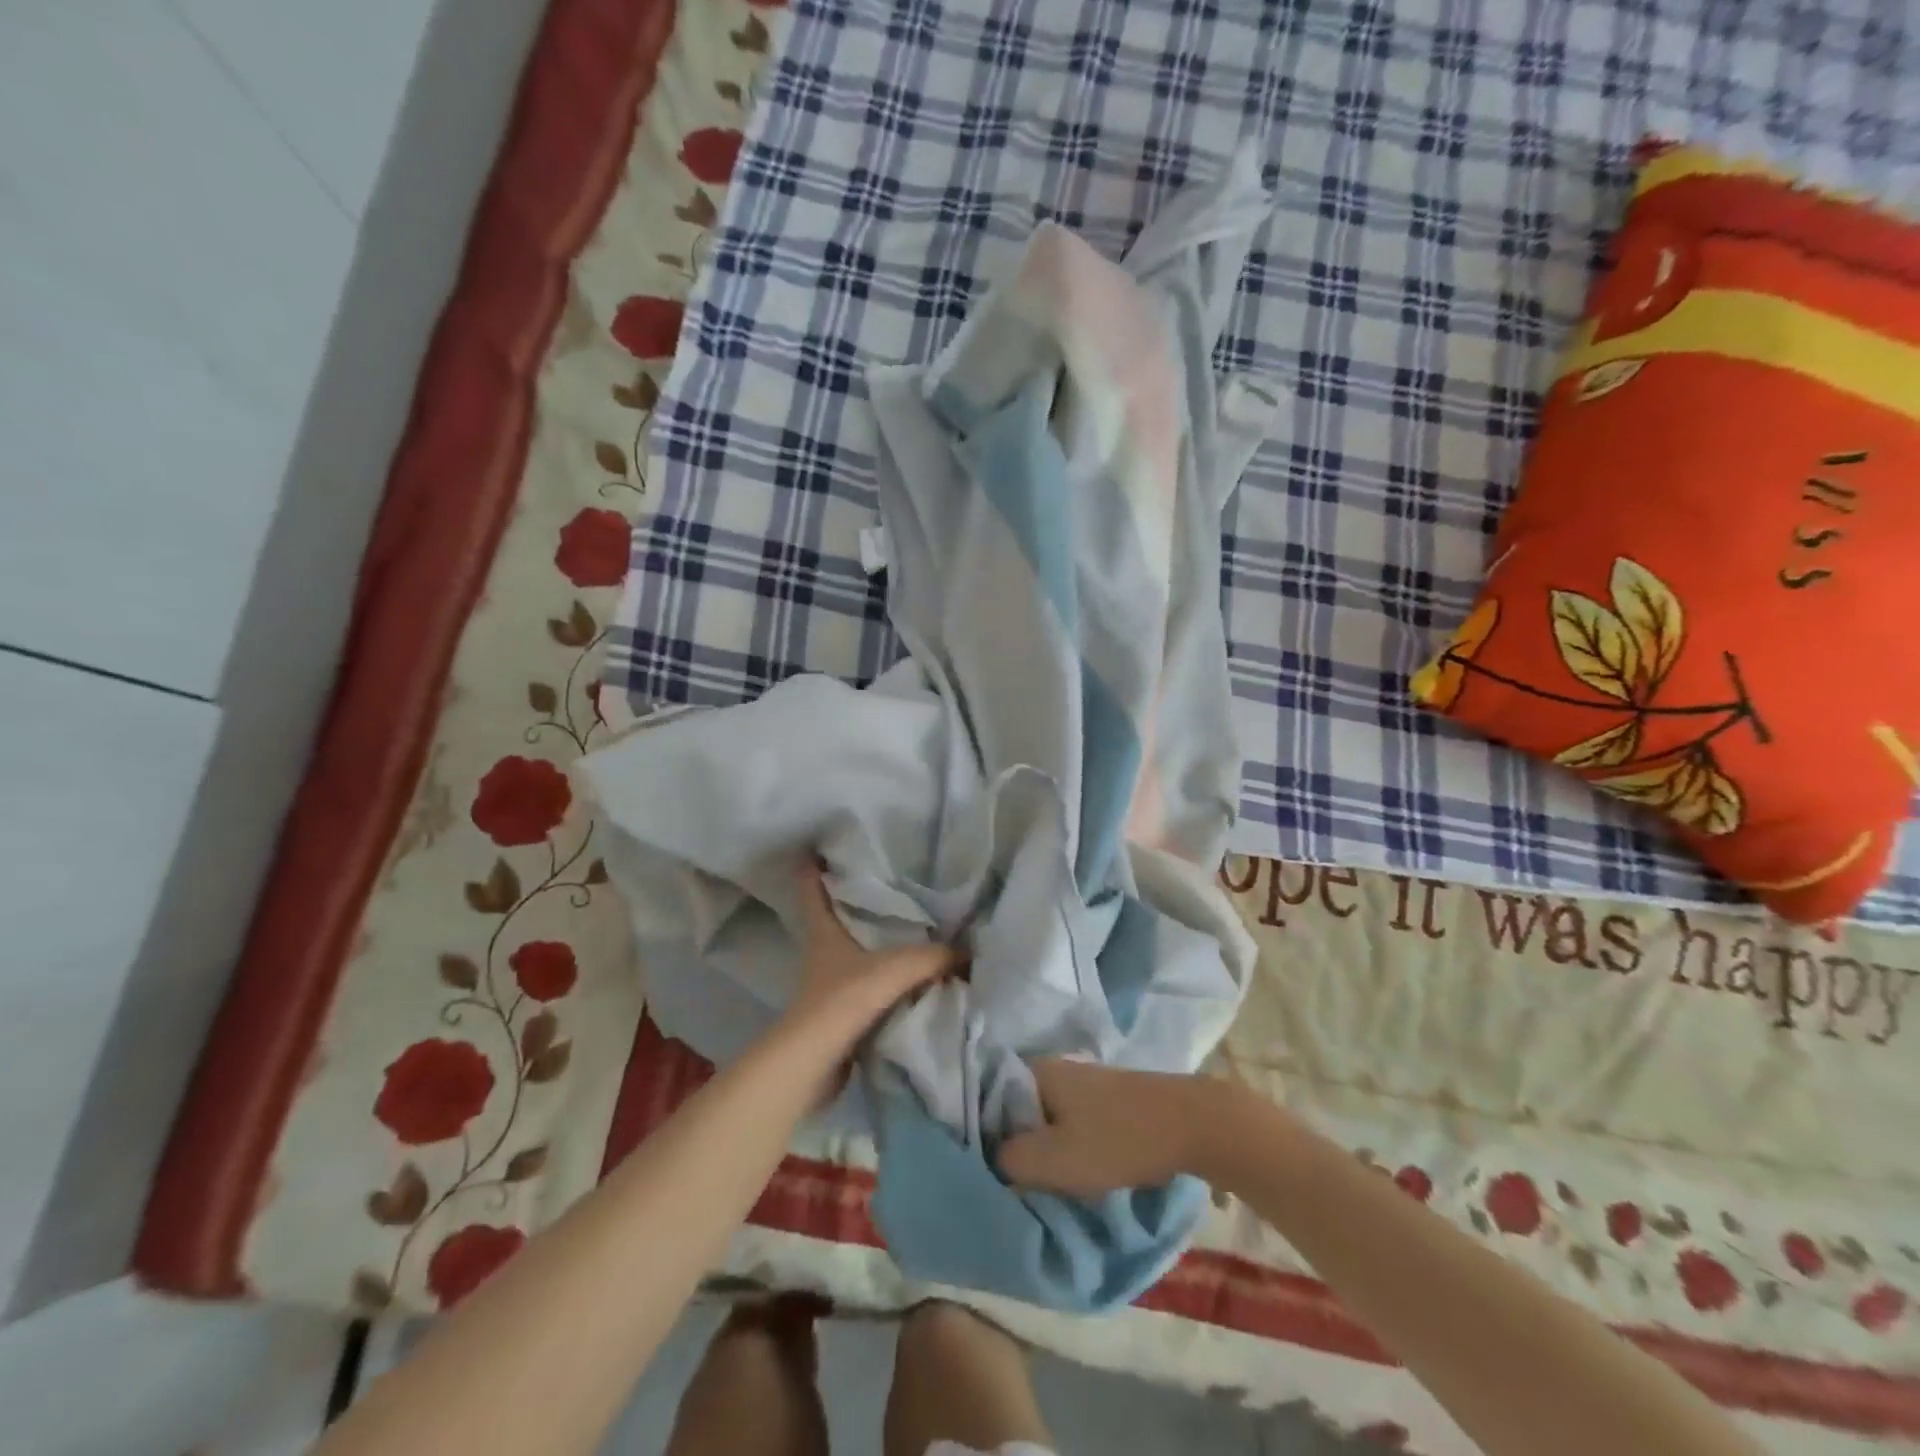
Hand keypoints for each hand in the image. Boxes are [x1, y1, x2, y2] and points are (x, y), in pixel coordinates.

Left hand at [779, 858, 960, 1067]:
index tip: (817, 847)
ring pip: (853, 954)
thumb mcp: (898, 968)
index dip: (811, 868)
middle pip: (834, 918)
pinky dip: (885, 982)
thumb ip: (937, 957)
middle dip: (854, 902)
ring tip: (910, 930)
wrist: (817, 1062)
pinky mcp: (839, 1014)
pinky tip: (912, 979)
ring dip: (874, 945)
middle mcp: (822, 953)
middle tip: (886, 882)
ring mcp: (828, 986)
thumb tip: (970, 953)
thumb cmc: (846, 999)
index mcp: (823, 932)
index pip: (810, 890)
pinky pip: (867, 988)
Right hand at [997, 1059, 1227, 1196]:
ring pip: (1048, 1118)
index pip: (990, 1100)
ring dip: (1046, 1149)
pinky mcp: (1107, 1097)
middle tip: (1019, 1183)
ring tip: (1050, 1183)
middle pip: (1020, 1111)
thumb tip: (992, 1158)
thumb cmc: (1117, 1139)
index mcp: (1036, 1071)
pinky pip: (1072, 1121)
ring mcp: (1084, 1080)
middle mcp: (1054, 1068)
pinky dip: (1070, 1145)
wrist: (1191, 1123)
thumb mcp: (1054, 1160)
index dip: (984, 1134)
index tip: (989, 1168)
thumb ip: (1011, 1160)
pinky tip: (1081, 1170)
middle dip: (1018, 1145)